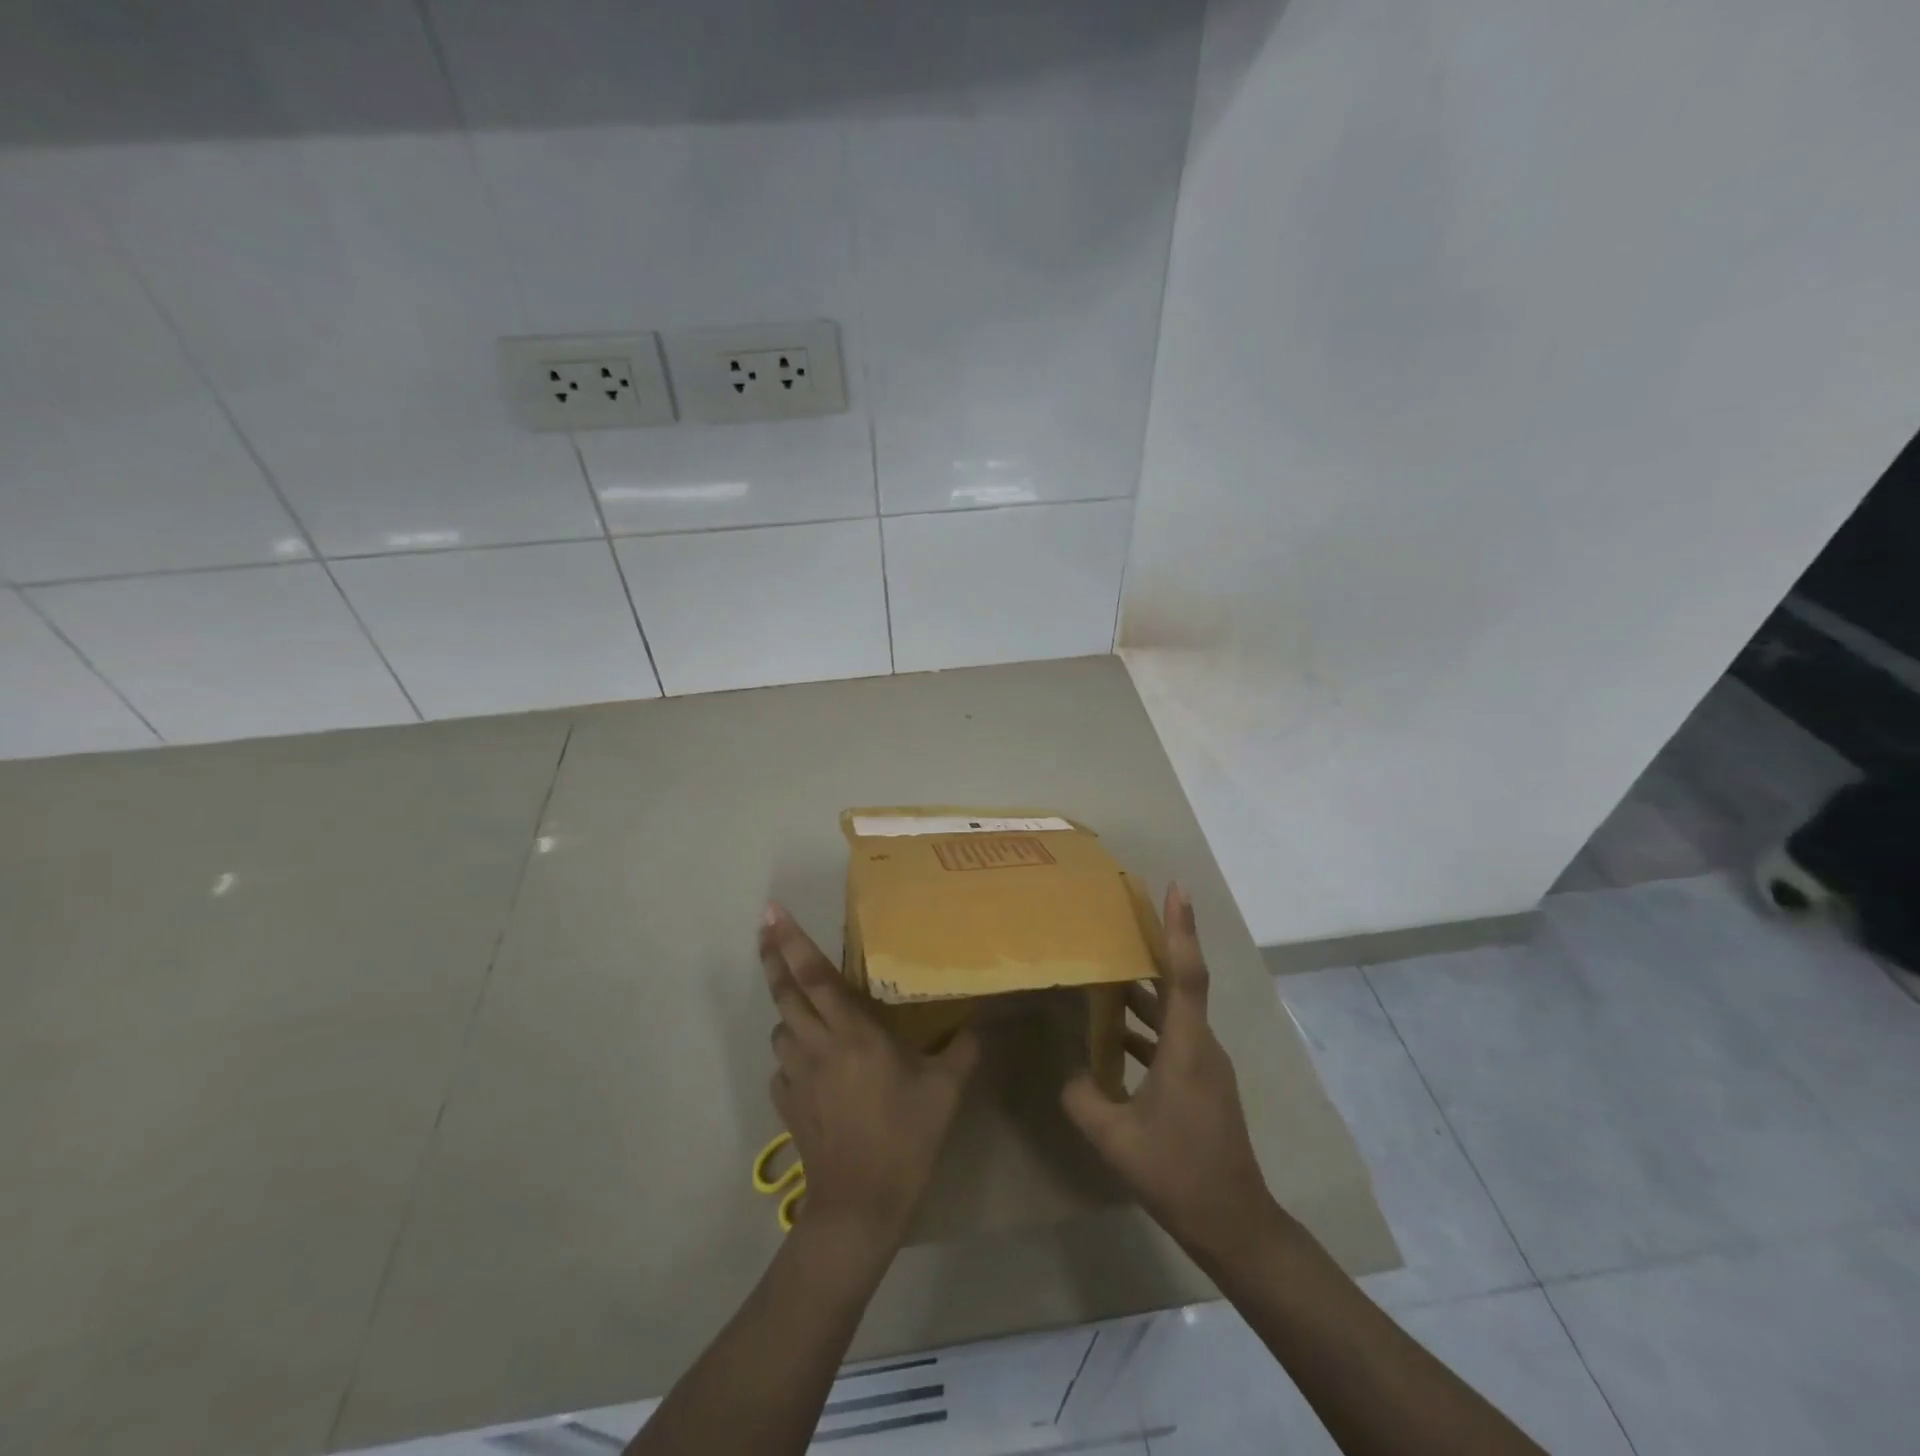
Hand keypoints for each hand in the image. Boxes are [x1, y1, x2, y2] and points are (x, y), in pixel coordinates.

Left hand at [761, 904, 978, 1250]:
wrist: (858, 1206)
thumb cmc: (904, 1138)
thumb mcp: (945, 1090)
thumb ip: (963, 1048)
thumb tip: (981, 1021)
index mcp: (851, 1033)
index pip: (814, 977)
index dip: (791, 942)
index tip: (771, 912)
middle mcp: (815, 1044)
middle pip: (784, 992)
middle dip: (771, 957)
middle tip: (764, 927)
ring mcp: (794, 1075)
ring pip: (780, 1027)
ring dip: (787, 1010)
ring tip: (804, 1006)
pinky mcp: (785, 1103)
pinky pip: (783, 1063)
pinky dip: (792, 1052)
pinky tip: (812, 1063)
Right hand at [1061, 885, 1277, 1264]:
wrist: (1235, 1224)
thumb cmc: (1178, 1174)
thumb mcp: (1115, 1139)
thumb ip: (1083, 1098)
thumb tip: (1073, 1074)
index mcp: (1187, 1048)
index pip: (1186, 974)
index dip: (1181, 928)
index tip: (1177, 888)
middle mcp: (1201, 1046)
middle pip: (1179, 984)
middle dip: (1155, 947)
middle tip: (1123, 918)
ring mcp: (1205, 1065)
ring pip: (1173, 1013)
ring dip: (1143, 992)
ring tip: (1106, 972)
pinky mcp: (1202, 1083)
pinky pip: (1172, 1038)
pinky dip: (1145, 1027)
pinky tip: (1113, 1037)